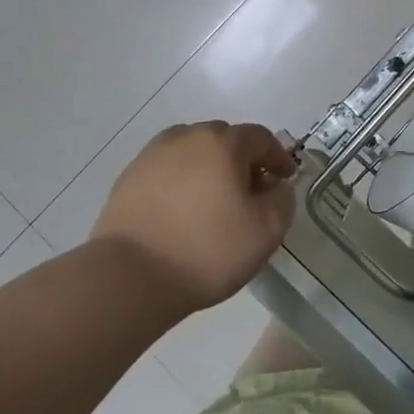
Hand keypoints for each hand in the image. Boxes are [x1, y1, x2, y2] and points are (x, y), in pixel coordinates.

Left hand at [91, 121, 296, 312]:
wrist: (130, 276)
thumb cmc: (207, 250)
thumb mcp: (266, 231)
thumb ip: (282, 200)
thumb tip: (275, 186)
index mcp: (222, 142)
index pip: (261, 138)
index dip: (278, 157)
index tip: (284, 179)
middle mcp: (186, 136)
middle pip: (225, 140)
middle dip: (243, 162)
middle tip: (251, 194)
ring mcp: (152, 155)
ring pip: (193, 153)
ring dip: (210, 170)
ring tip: (214, 204)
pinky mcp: (129, 177)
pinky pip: (167, 171)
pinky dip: (182, 183)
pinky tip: (183, 213)